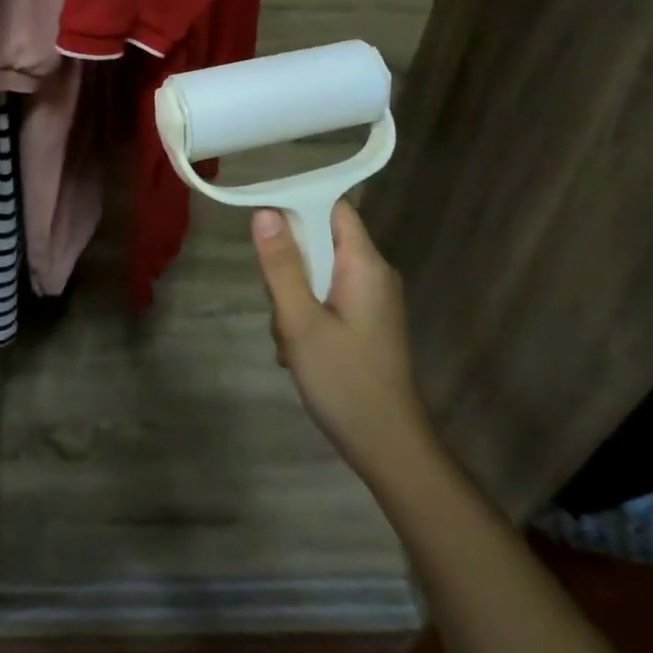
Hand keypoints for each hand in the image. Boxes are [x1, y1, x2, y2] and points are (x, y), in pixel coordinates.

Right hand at [253, 202, 433, 481]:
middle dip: (291, 264)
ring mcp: (373, 299)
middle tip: (277, 301)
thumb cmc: (343, 380)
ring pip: (321, 271)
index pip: (334, 207)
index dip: (299, 205)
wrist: (388, 446)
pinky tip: (297, 348)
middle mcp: (374, 273)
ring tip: (287, 336)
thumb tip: (265, 212)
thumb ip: (281, 265)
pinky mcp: (368, 321)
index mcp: (364, 264)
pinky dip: (308, 312)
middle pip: (323, 240)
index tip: (264, 225)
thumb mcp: (300, 322)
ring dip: (295, 295)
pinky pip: (330, 295)